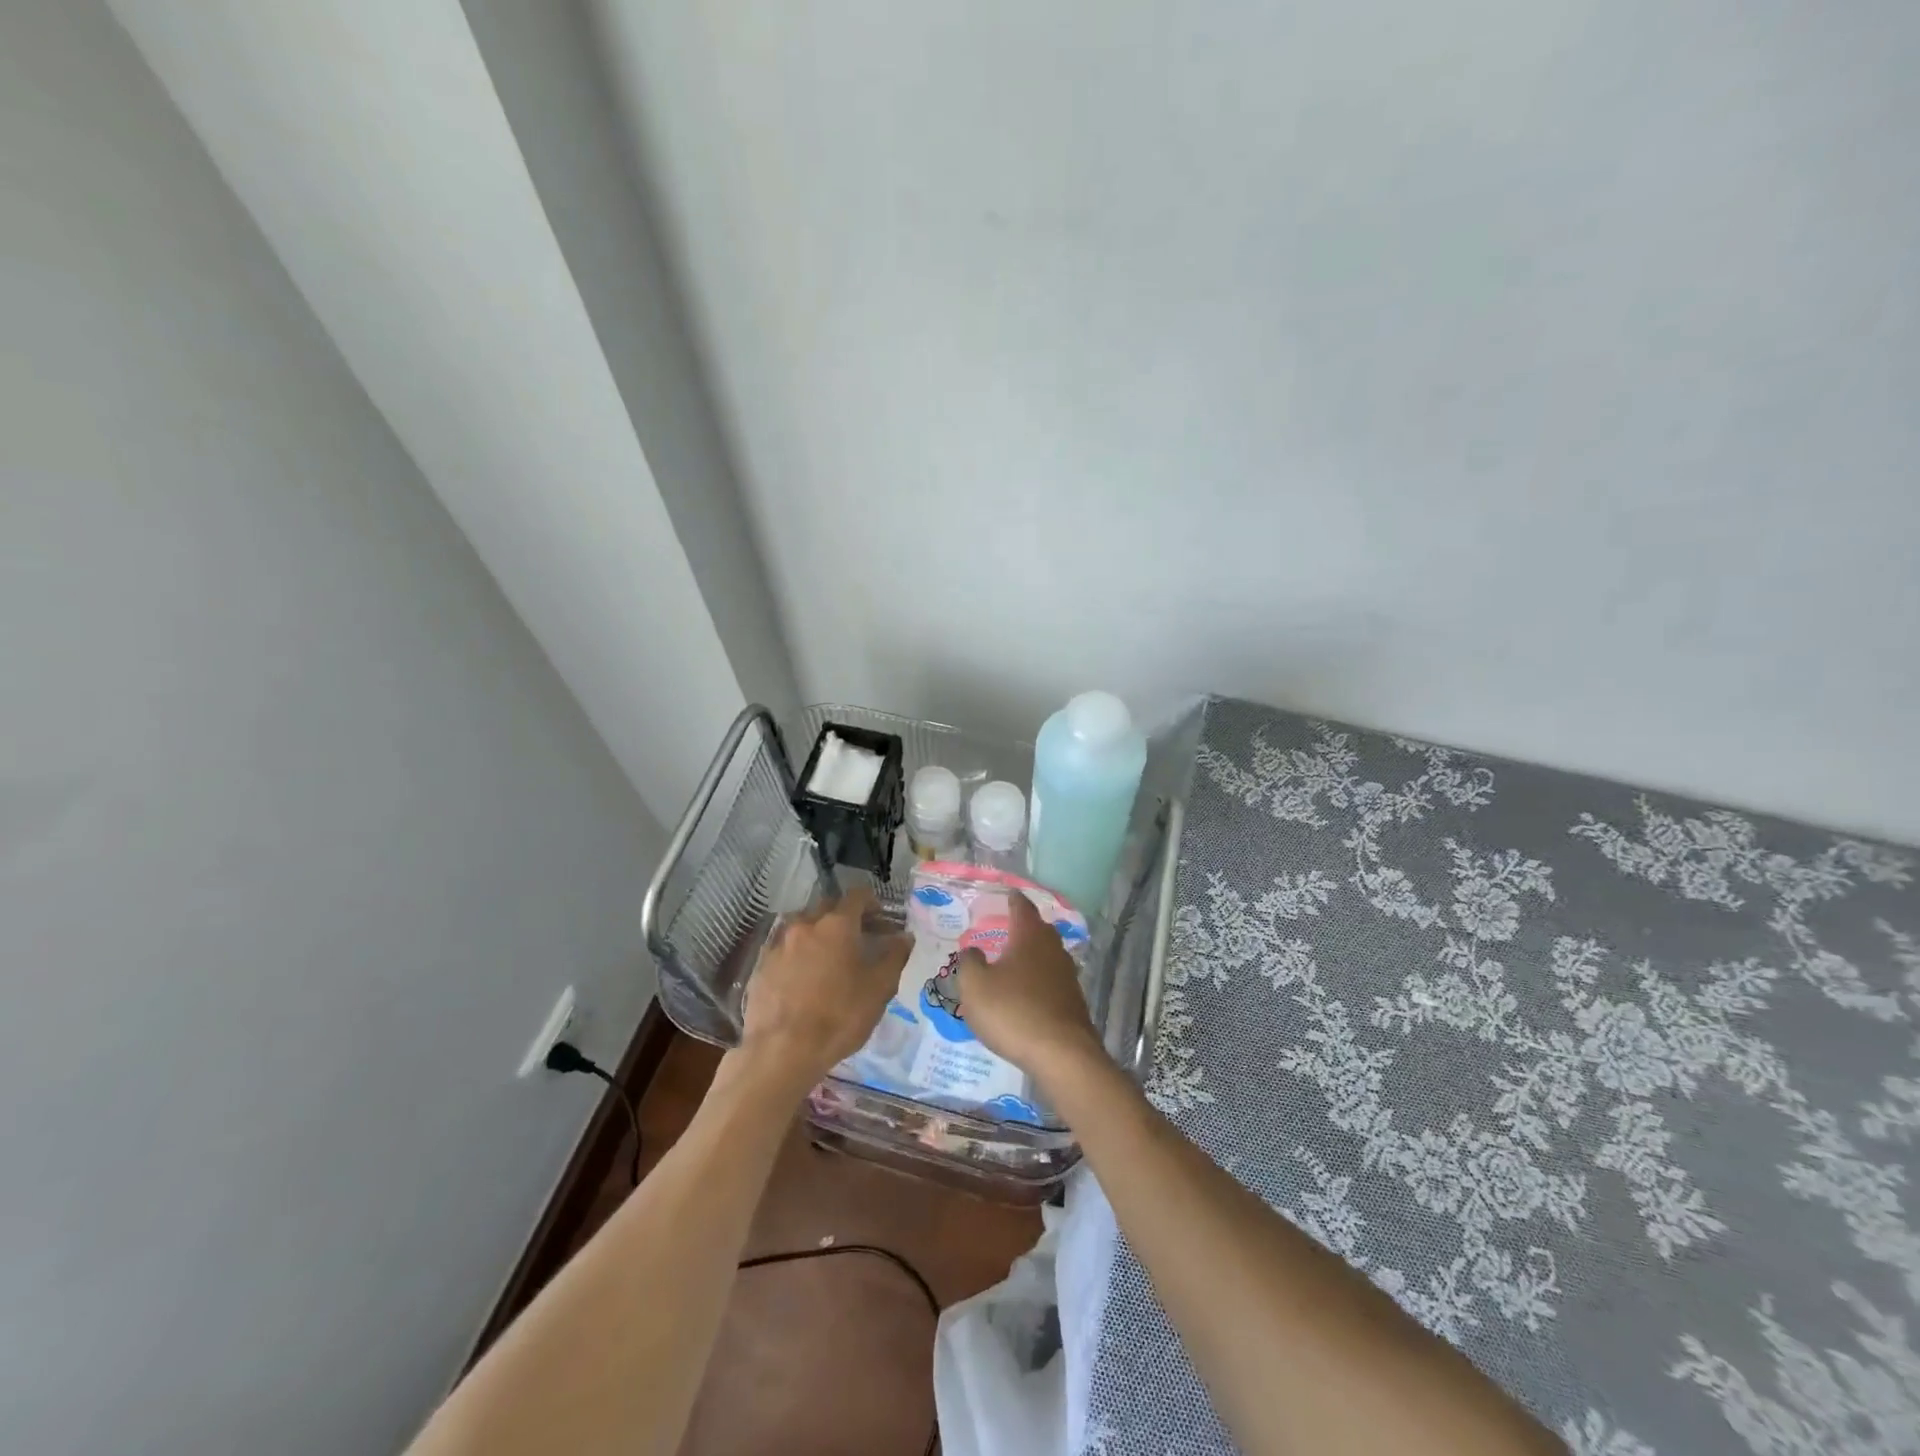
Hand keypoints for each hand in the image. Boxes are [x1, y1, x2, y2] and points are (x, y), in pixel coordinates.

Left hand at [740, 885, 911, 1091]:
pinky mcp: (761, 966)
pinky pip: (785, 950)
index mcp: (836, 924)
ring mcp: (778, 944)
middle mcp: (805, 924)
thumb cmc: (839, 1016)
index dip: (872, 904)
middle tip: (859, 939)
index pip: (857, 896)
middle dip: (845, 917)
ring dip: (819, 935)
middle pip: (828, 907)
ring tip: (830, 960)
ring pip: (803, 927)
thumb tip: (904, 936)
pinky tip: (804, 979)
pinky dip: (798, 955)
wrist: (781, 1051)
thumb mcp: (879, 989)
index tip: (882, 919)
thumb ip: (894, 956)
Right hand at [954, 889, 1105, 1084]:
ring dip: (1031, 955)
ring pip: (1047, 955)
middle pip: (1038, 929)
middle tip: (1005, 927)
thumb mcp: (975, 986)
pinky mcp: (1073, 1001)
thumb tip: (973, 950)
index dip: (1013, 899)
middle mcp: (1052, 948)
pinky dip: (1039, 980)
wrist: (1062, 1054)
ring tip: (1013, 961)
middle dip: (1023, 927)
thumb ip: (969, 963)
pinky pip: (1052, 980)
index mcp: (1029, 936)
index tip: (1007, 893)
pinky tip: (1027, 993)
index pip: (1022, 907)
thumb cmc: (1013, 1012)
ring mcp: (1067, 975)